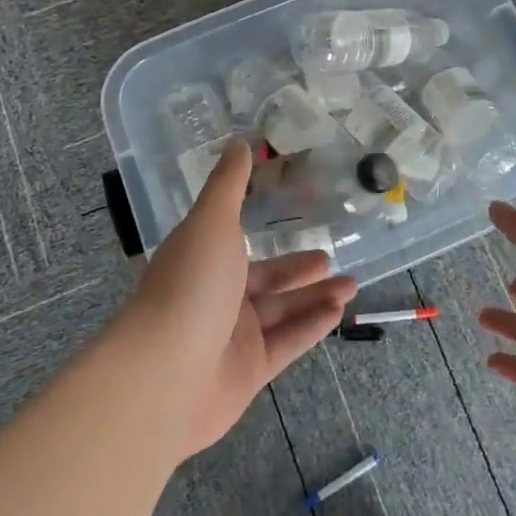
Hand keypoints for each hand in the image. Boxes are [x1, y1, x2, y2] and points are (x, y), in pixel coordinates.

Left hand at [131, 140, 356, 457]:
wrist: (165, 374)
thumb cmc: (190, 285)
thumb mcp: (212, 221)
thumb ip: (230, 184)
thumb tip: (238, 141)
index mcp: (202, 259)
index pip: (236, 242)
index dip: (266, 231)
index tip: (296, 216)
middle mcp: (215, 297)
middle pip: (264, 280)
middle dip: (297, 269)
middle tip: (330, 257)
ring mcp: (232, 338)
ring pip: (281, 311)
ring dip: (315, 296)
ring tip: (351, 283)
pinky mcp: (249, 372)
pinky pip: (287, 343)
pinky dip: (312, 326)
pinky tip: (339, 312)